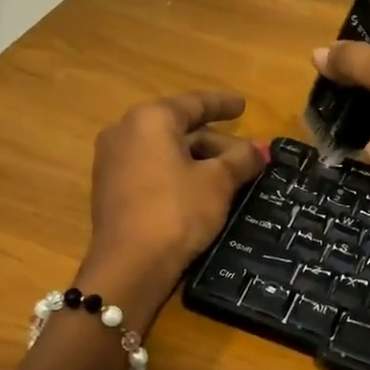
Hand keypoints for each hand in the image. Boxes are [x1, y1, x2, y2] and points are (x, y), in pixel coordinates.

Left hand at [79, 92, 265, 319]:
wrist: (129, 265)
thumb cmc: (177, 211)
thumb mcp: (218, 182)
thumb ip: (241, 159)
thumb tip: (259, 150)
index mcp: (150, 119)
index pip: (195, 104)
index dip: (223, 105)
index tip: (243, 105)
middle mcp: (125, 131)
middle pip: (179, 129)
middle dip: (215, 142)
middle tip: (245, 156)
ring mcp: (112, 161)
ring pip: (165, 151)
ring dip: (197, 160)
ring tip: (229, 176)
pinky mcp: (110, 189)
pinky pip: (151, 170)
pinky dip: (177, 174)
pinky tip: (200, 191)